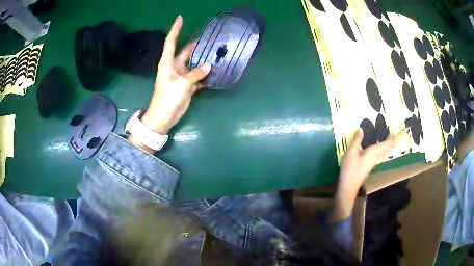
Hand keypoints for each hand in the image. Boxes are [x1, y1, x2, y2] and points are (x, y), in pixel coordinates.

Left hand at [141, 15, 210, 134]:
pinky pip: (198, 76)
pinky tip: (216, 70)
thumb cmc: (167, 99)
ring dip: (203, 59)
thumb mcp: (180, 85)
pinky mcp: (188, 85)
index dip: (175, 29)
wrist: (163, 118)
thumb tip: (209, 66)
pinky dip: (206, 74)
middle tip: (210, 37)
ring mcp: (182, 76)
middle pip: (186, 51)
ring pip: (195, 64)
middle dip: (196, 44)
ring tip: (217, 52)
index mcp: (168, 63)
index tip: (180, 18)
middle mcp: (175, 66)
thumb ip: (195, 74)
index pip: (171, 42)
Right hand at [339, 127, 408, 194]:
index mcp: (375, 152)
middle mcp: (377, 156)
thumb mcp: (351, 153)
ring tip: (392, 135)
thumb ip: (357, 140)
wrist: (349, 186)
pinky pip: (382, 152)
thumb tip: (361, 128)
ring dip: (391, 143)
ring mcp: (374, 160)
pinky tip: (381, 145)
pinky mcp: (371, 163)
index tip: (406, 130)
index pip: (389, 142)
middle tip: (403, 131)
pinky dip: (384, 146)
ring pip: (386, 150)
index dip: (397, 136)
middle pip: (390, 146)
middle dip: (396, 139)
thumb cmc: (350, 169)